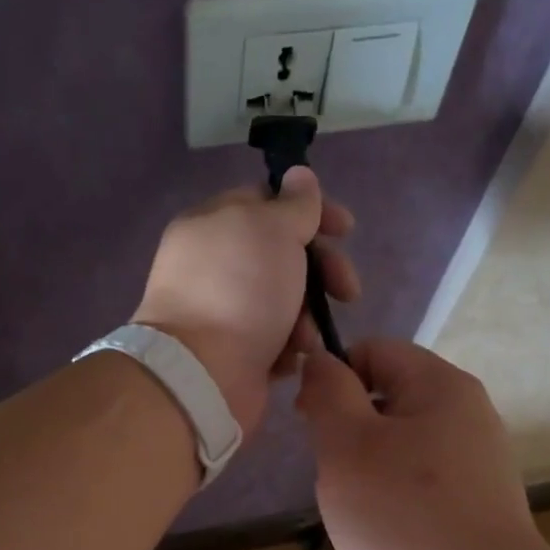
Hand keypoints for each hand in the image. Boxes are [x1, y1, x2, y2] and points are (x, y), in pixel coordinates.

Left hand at [135, 167, 358, 435]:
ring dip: (306, 316)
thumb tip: (299, 176)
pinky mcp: (233, 352)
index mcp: (214, 224)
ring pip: (284, 301)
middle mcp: (214, 264)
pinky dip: (288, 346)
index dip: (313, 211)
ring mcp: (222, 311)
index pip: (269, 202)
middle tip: (347, 291)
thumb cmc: (240, 290)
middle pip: (282, 255)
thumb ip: (293, 203)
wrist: (202, 373)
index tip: (347, 230)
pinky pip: (274, 340)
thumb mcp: (273, 230)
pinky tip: (291, 357)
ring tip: (305, 337)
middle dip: (321, 271)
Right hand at [295, 339, 549, 549]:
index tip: (308, 423)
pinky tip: (384, 538)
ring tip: (357, 513)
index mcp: (442, 387)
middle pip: (387, 399)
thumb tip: (321, 361)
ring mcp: (477, 468)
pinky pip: (419, 487)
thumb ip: (327, 392)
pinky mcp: (476, 511)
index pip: (373, 350)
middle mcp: (468, 417)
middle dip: (347, 431)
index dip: (332, 376)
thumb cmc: (403, 518)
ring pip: (399, 448)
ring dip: (366, 472)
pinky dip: (392, 503)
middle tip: (333, 476)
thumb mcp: (347, 445)